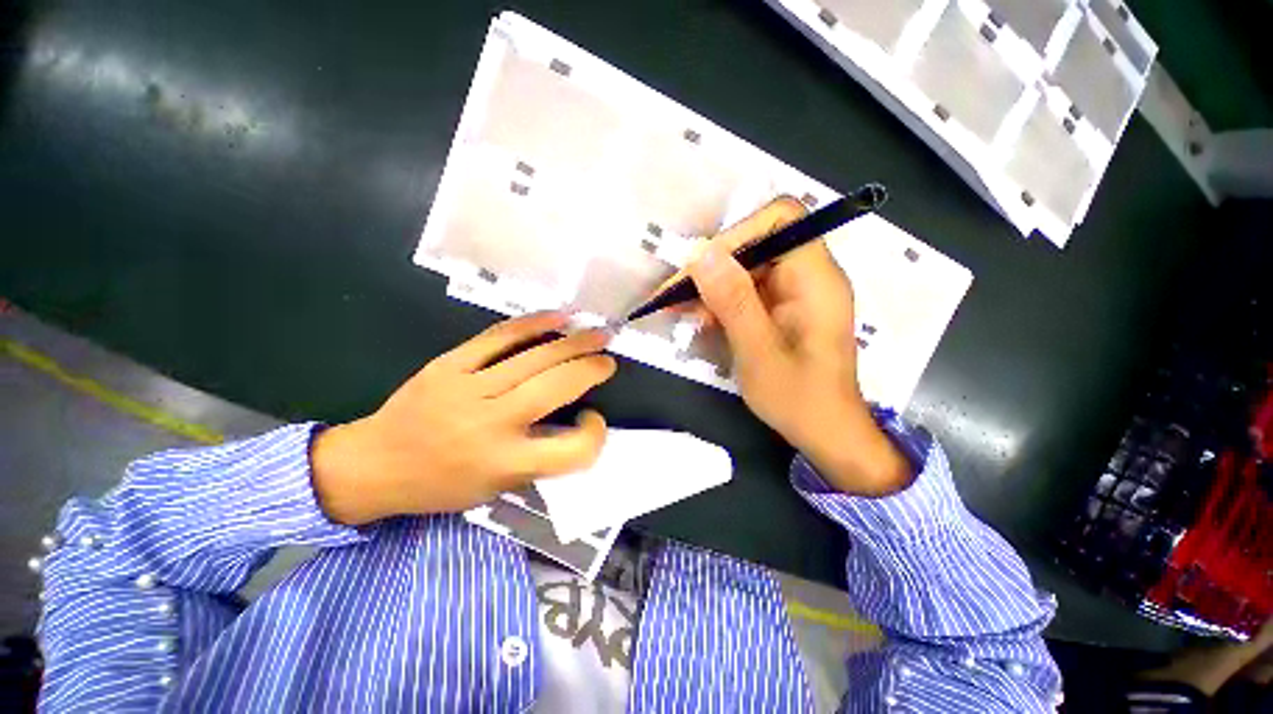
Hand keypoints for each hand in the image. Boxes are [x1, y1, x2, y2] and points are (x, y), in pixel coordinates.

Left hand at [310, 312, 615, 524]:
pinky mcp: (449, 364)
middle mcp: (492, 424)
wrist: (373, 464)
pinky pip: (499, 337)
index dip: (594, 434)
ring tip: (598, 334)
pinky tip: (558, 317)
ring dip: (574, 343)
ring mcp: (468, 389)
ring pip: (534, 358)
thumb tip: (571, 419)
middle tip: (608, 358)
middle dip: (591, 369)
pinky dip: (533, 324)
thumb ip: (538, 457)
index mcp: (505, 464)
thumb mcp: (495, 488)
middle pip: (557, 388)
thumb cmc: (439, 485)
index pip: (572, 450)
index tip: (592, 418)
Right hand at [686, 197, 909, 495]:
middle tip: (675, 294)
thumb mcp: (758, 351)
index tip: (701, 266)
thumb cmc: (798, 398)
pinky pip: (748, 290)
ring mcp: (795, 292)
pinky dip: (721, 301)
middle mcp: (808, 275)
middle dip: (714, 265)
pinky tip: (700, 319)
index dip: (738, 232)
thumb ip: (732, 300)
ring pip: (747, 268)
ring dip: (712, 285)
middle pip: (757, 243)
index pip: (781, 218)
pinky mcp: (782, 308)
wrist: (825, 433)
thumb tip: (701, 252)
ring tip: (680, 309)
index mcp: (815, 278)